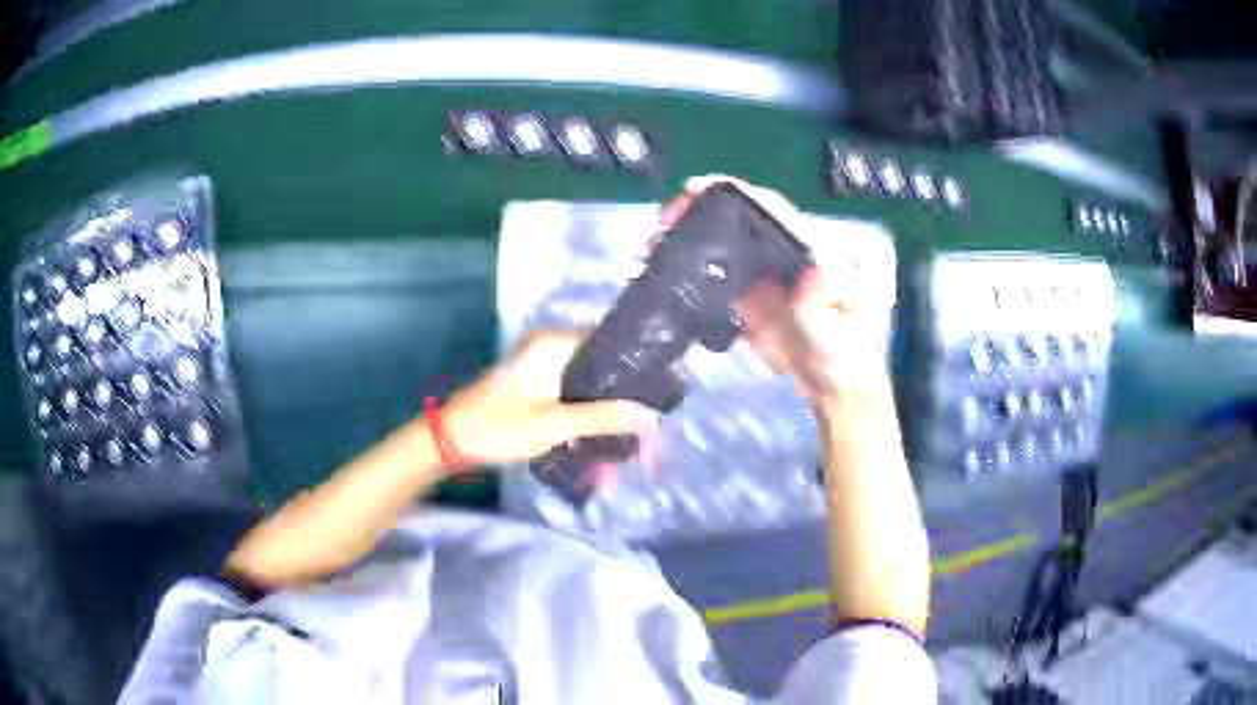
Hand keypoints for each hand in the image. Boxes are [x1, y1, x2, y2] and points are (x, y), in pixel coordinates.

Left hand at [442, 330, 660, 465]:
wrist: (451, 440)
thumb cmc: (500, 426)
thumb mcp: (555, 424)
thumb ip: (604, 418)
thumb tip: (651, 416)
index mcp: (554, 342)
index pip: (609, 340)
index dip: (637, 363)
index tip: (662, 388)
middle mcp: (549, 344)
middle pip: (600, 360)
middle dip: (623, 389)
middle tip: (649, 416)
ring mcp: (540, 361)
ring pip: (587, 377)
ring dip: (605, 401)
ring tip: (633, 425)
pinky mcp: (535, 380)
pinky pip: (572, 387)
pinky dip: (586, 406)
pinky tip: (603, 427)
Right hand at [677, 175, 894, 399]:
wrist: (835, 392)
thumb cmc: (849, 356)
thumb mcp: (840, 333)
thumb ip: (822, 307)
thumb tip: (813, 268)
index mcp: (807, 251)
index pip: (769, 210)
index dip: (734, 193)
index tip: (695, 189)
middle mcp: (780, 257)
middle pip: (736, 222)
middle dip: (697, 213)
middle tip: (660, 225)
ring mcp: (761, 281)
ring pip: (720, 249)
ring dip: (685, 244)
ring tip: (648, 250)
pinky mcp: (746, 306)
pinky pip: (714, 284)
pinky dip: (687, 278)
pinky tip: (661, 280)